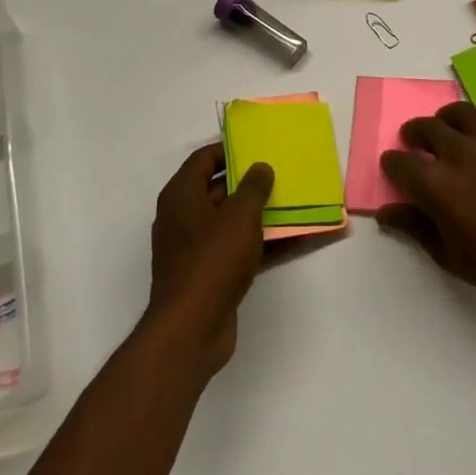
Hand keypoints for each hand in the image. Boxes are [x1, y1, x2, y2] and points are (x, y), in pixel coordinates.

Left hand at [143, 145, 273, 375]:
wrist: (192, 328)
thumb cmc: (212, 260)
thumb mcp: (239, 216)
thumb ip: (253, 187)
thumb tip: (260, 168)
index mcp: (181, 195)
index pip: (203, 159)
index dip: (229, 149)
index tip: (258, 146)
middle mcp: (183, 217)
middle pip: (218, 189)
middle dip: (250, 182)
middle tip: (281, 173)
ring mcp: (195, 248)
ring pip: (231, 221)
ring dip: (260, 214)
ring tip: (294, 203)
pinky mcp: (209, 273)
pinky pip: (238, 248)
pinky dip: (262, 243)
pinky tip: (294, 240)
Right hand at [379, 103, 475, 315]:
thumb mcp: (450, 255)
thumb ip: (415, 226)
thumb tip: (387, 211)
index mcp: (437, 185)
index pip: (400, 162)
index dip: (392, 165)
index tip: (394, 169)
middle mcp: (460, 153)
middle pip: (426, 127)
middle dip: (414, 135)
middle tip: (416, 145)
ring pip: (458, 113)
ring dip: (445, 122)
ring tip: (448, 134)